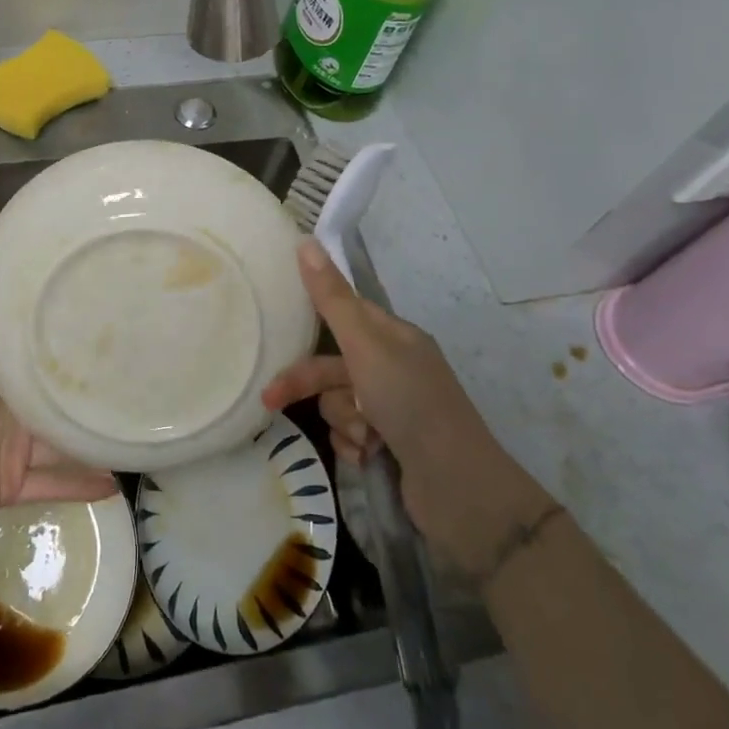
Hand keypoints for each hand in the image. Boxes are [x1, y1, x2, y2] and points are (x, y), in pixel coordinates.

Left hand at [0, 268, 117, 529]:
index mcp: (1, 372)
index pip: (41, 350)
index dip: (69, 336)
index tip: (106, 318)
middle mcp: (12, 406)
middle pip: (58, 397)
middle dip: (90, 391)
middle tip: (138, 378)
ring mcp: (15, 446)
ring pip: (64, 442)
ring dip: (93, 441)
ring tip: (137, 431)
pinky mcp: (15, 482)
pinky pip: (55, 484)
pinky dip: (83, 485)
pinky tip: (119, 484)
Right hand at [262, 241, 554, 579]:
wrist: (457, 488)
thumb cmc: (410, 403)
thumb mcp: (365, 345)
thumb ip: (331, 298)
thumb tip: (304, 240)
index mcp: (395, 337)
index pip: (344, 315)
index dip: (313, 320)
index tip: (279, 327)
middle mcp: (394, 368)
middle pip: (333, 365)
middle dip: (308, 384)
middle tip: (271, 399)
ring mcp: (394, 409)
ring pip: (339, 403)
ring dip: (344, 421)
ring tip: (365, 437)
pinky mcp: (391, 445)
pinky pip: (350, 435)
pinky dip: (355, 446)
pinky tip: (370, 456)